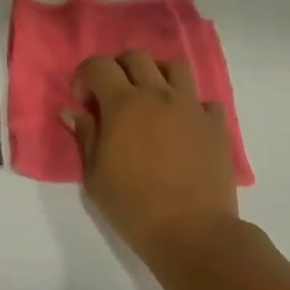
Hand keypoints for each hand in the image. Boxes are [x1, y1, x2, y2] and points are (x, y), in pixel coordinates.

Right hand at [68, 50, 239, 259]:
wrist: (192, 232)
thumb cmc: (133, 206)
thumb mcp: (95, 175)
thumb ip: (85, 136)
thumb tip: (73, 111)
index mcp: (124, 104)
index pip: (99, 65)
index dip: (85, 76)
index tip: (84, 101)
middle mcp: (158, 95)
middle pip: (137, 57)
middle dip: (119, 68)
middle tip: (114, 96)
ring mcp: (191, 107)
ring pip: (175, 67)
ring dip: (158, 75)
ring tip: (152, 101)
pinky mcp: (216, 125)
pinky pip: (204, 100)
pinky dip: (191, 106)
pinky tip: (183, 127)